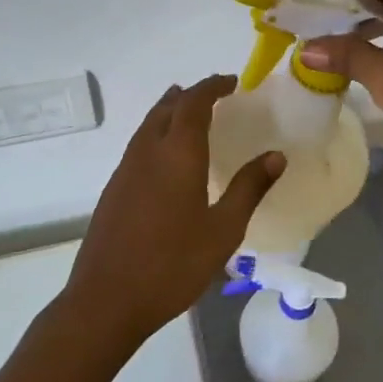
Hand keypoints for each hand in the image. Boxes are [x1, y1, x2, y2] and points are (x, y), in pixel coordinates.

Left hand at [60, 75, 284, 351]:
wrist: (107, 300)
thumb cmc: (172, 265)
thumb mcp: (223, 229)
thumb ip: (249, 188)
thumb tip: (276, 155)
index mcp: (176, 152)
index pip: (194, 102)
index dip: (212, 86)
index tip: (233, 82)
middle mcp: (147, 150)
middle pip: (167, 107)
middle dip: (191, 95)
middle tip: (217, 96)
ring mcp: (125, 169)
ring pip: (148, 124)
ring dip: (171, 111)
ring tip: (193, 116)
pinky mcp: (113, 188)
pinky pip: (139, 144)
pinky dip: (158, 133)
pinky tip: (169, 157)